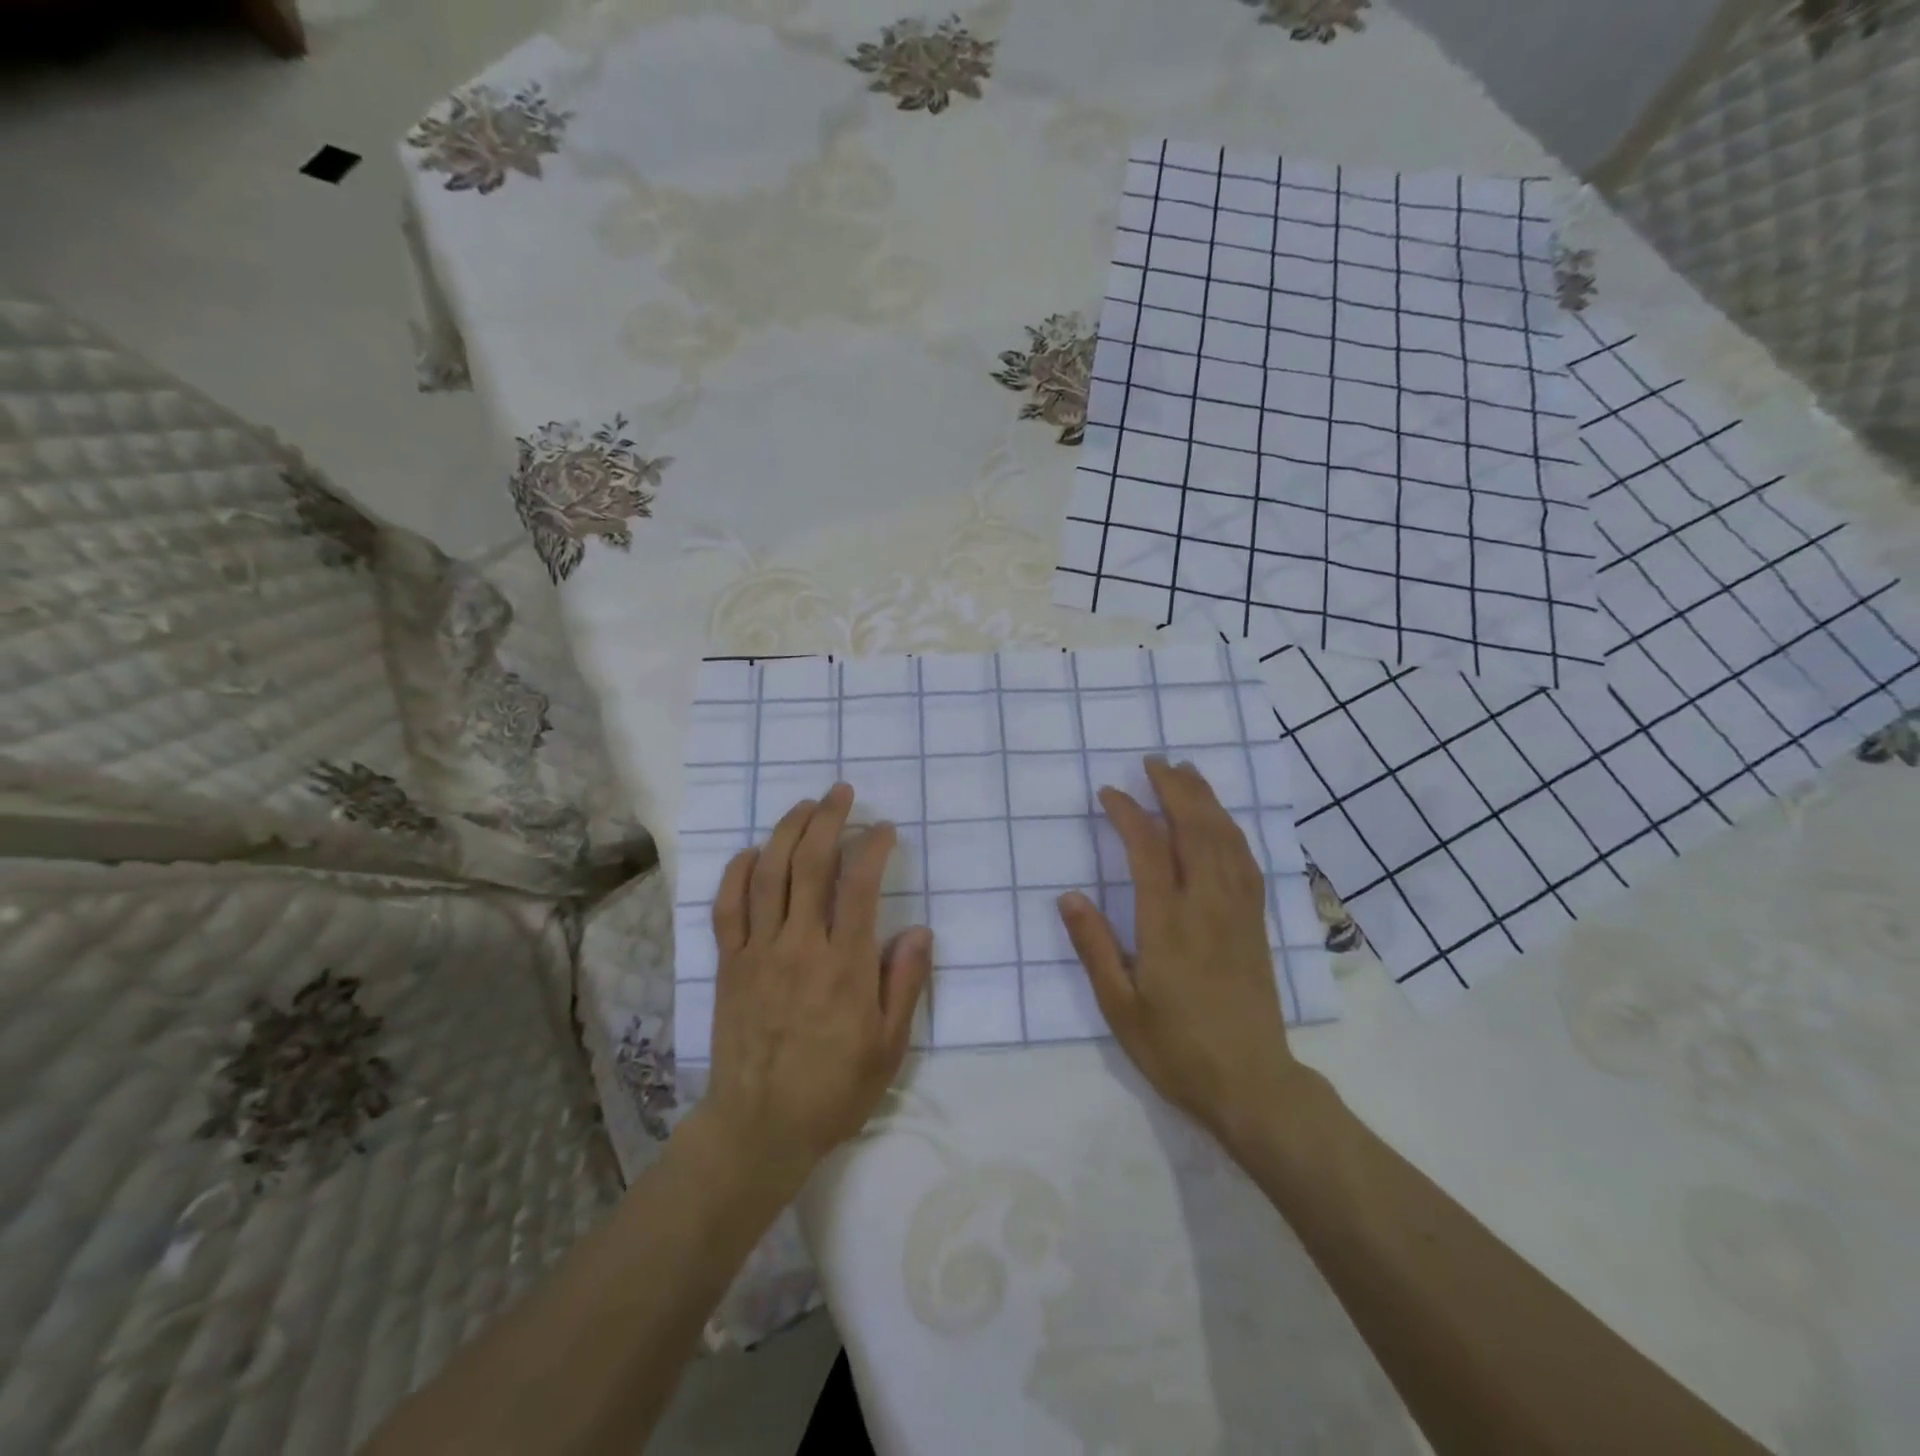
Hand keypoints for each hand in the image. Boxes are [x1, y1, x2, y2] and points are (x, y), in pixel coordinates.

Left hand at [701, 783, 932, 1187]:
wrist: (760, 1128)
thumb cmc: (834, 1089)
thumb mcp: (888, 1046)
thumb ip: (905, 984)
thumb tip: (920, 930)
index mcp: (845, 965)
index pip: (860, 886)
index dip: (872, 848)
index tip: (883, 829)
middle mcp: (799, 946)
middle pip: (810, 865)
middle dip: (827, 820)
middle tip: (840, 793)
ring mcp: (758, 952)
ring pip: (768, 875)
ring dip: (786, 832)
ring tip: (804, 806)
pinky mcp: (728, 965)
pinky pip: (726, 908)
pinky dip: (737, 873)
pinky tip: (752, 852)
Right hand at [1057, 757, 1300, 1152]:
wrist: (1252, 1084)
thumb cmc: (1176, 1049)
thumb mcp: (1120, 1008)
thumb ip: (1094, 947)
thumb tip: (1068, 895)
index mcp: (1168, 923)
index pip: (1148, 849)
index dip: (1128, 813)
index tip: (1109, 792)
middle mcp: (1207, 906)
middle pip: (1195, 830)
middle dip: (1175, 789)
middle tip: (1155, 762)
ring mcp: (1238, 912)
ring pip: (1225, 840)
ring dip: (1207, 800)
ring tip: (1188, 773)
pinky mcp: (1257, 924)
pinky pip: (1247, 863)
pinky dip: (1232, 831)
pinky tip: (1223, 822)